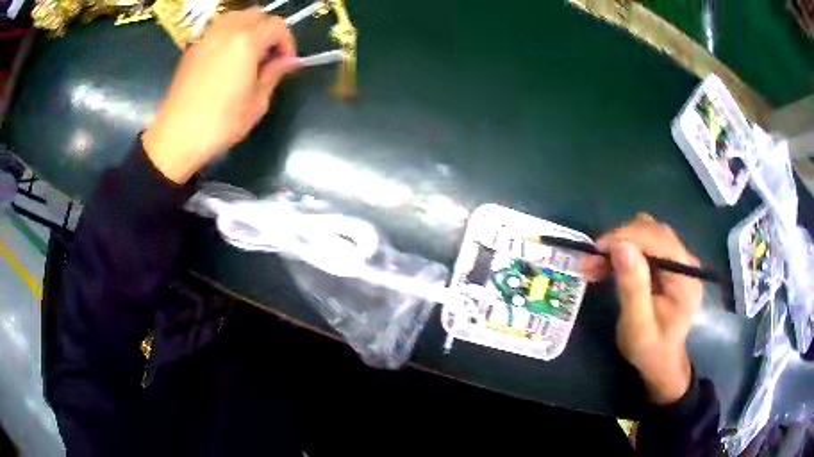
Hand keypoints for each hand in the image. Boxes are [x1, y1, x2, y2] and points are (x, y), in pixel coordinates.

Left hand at [142, 8, 296, 182]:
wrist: (176, 137)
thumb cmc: (220, 123)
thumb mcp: (257, 103)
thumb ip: (274, 74)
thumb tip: (288, 61)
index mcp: (247, 42)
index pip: (278, 26)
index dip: (287, 42)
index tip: (286, 63)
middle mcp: (227, 30)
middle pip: (257, 14)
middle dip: (269, 30)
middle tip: (269, 55)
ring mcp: (207, 37)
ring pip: (236, 16)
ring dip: (249, 27)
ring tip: (249, 52)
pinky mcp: (193, 48)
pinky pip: (218, 28)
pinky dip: (229, 34)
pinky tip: (227, 57)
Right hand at [583, 213, 701, 404]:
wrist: (663, 364)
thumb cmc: (650, 351)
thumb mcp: (637, 326)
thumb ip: (633, 287)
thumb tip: (621, 246)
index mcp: (685, 276)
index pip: (657, 238)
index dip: (626, 237)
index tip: (596, 250)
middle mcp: (686, 261)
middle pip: (653, 231)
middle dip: (620, 240)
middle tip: (593, 262)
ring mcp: (679, 261)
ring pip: (648, 234)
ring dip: (621, 244)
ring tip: (598, 265)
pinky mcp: (670, 264)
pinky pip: (647, 245)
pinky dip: (625, 251)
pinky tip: (611, 265)